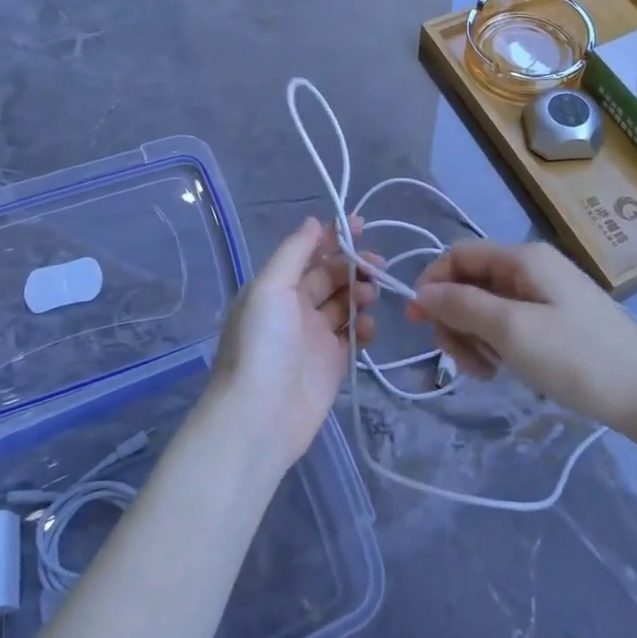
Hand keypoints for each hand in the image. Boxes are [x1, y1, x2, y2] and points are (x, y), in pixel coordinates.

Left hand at [202, 217, 378, 475]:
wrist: (260, 416)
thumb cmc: (262, 345)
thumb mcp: (270, 288)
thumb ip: (293, 253)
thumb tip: (313, 221)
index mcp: (275, 288)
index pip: (308, 255)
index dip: (332, 238)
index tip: (360, 225)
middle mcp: (294, 309)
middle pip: (330, 277)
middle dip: (353, 266)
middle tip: (376, 264)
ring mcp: (313, 338)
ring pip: (344, 305)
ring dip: (360, 294)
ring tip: (369, 295)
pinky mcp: (331, 365)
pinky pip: (352, 338)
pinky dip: (364, 329)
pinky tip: (369, 328)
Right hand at [406, 240, 636, 432]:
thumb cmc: (578, 358)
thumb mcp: (512, 331)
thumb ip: (462, 306)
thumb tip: (421, 292)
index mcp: (523, 258)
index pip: (458, 255)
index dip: (431, 284)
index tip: (417, 324)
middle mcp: (532, 268)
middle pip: (470, 282)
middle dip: (455, 319)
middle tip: (462, 362)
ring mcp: (545, 295)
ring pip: (486, 306)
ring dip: (474, 337)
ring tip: (486, 372)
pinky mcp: (554, 320)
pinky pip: (508, 323)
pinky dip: (496, 344)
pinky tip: (503, 370)